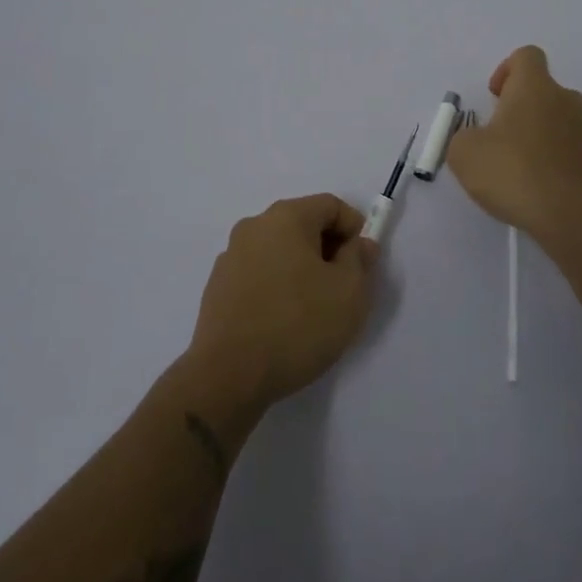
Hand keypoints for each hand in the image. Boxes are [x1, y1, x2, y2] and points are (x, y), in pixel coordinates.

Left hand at [186, 194, 378, 408]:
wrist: (227, 376)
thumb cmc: (297, 325)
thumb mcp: (349, 292)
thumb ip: (360, 259)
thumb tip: (359, 244)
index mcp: (286, 217)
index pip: (330, 205)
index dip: (354, 229)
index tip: (364, 263)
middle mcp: (254, 226)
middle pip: (303, 225)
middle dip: (329, 250)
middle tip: (344, 287)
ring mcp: (230, 257)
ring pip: (280, 251)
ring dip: (302, 269)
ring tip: (314, 309)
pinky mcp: (218, 287)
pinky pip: (259, 274)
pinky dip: (277, 286)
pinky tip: (284, 321)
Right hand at [446, 45, 581, 251]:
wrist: (572, 216)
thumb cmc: (513, 172)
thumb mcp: (464, 154)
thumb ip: (464, 137)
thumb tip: (476, 138)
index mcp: (535, 87)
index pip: (527, 56)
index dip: (507, 70)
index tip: (495, 97)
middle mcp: (566, 99)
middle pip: (544, 90)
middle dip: (522, 109)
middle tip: (502, 139)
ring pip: (560, 121)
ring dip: (541, 135)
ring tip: (522, 169)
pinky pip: (573, 150)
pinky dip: (557, 160)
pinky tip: (542, 188)